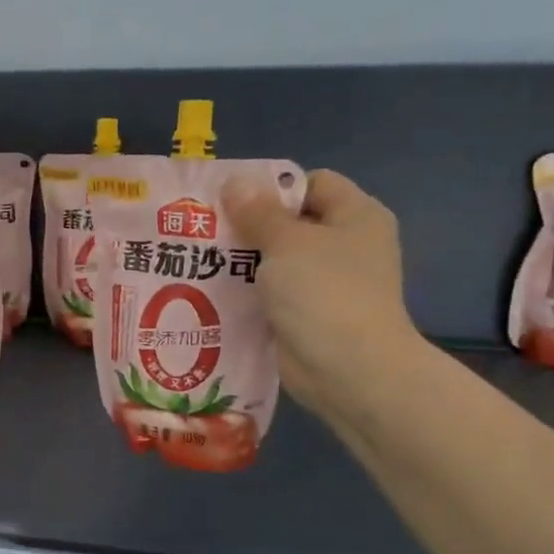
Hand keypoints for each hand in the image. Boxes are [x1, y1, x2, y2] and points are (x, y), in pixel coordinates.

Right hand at [222, 169, 420, 417]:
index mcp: (356, 216)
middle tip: (203, 228)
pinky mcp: (307, 315)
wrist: (350, 370)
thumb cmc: (325, 292)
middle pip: (290, 222)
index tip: (231, 199)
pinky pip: (271, 294)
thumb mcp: (287, 241)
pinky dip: (246, 292)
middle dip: (248, 224)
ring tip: (197, 258)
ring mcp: (327, 284)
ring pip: (276, 260)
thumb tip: (235, 182)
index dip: (273, 187)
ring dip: (242, 260)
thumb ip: (258, 211)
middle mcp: (346, 246)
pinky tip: (210, 291)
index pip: (313, 184)